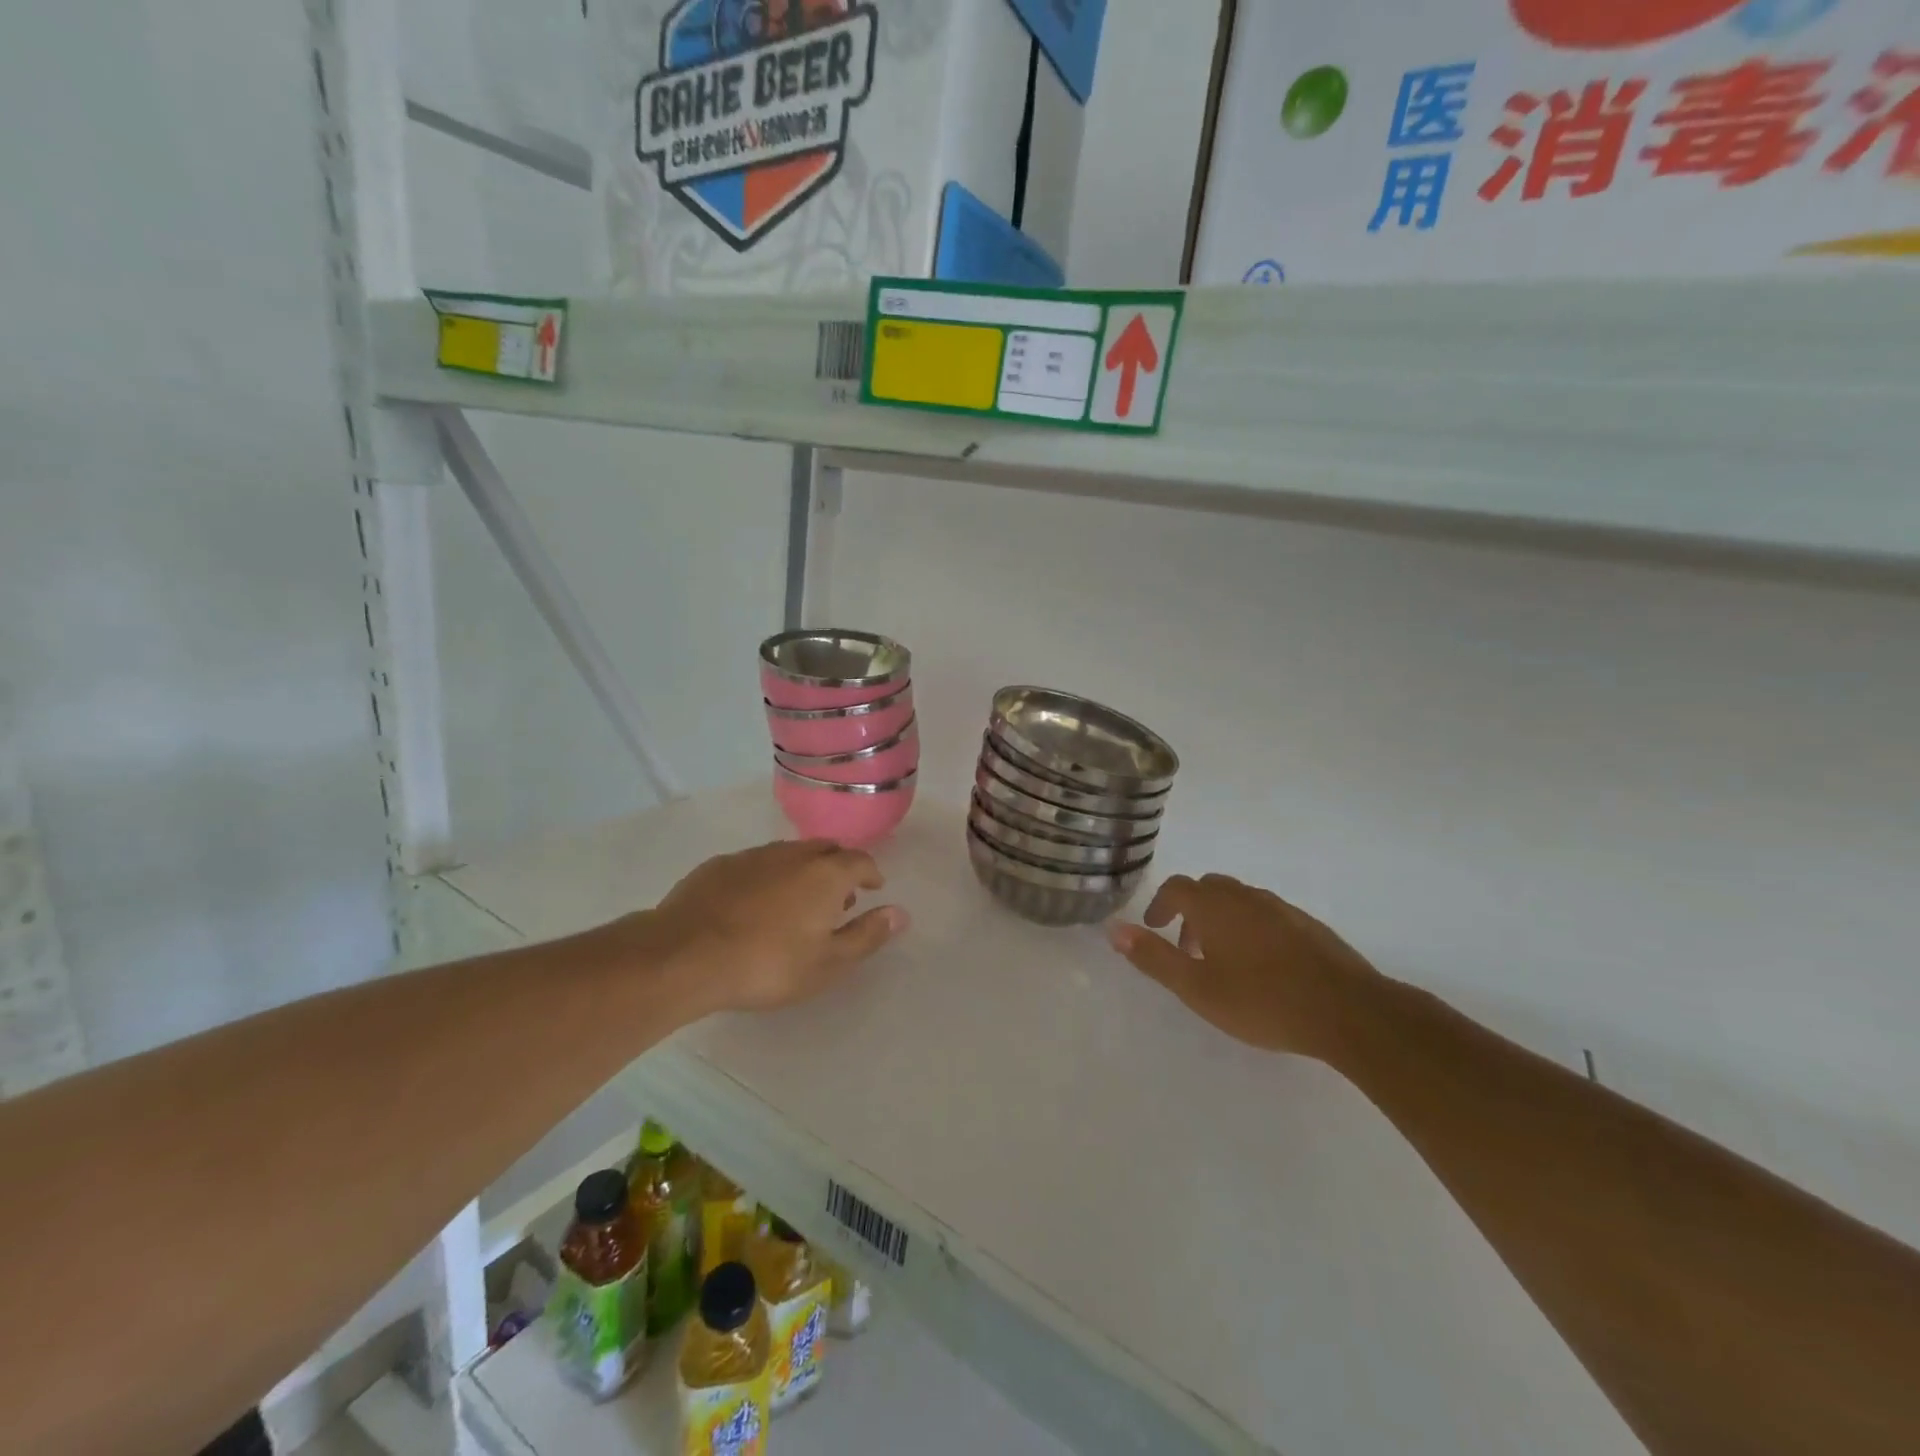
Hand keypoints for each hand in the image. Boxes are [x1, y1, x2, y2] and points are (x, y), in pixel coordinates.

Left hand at [638, 840, 907, 1014]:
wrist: (686, 955)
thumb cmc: (768, 964)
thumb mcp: (828, 962)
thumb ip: (866, 935)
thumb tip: (900, 913)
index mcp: (825, 873)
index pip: (859, 860)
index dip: (870, 873)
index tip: (873, 887)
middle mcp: (792, 854)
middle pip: (825, 850)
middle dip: (838, 868)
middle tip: (838, 897)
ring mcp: (753, 856)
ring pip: (788, 854)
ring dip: (802, 871)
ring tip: (798, 902)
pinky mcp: (719, 865)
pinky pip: (756, 864)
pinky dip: (767, 877)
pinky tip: (755, 904)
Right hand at [1109, 873, 1381, 1060]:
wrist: (1348, 1011)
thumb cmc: (1262, 1001)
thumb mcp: (1197, 988)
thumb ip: (1154, 958)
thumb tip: (1114, 929)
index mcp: (1215, 906)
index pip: (1177, 887)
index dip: (1161, 904)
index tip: (1155, 928)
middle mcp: (1246, 896)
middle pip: (1209, 888)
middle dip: (1191, 910)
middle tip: (1187, 946)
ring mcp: (1282, 908)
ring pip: (1240, 900)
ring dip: (1222, 919)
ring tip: (1223, 960)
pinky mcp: (1308, 925)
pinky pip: (1267, 914)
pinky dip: (1251, 927)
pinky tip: (1263, 966)